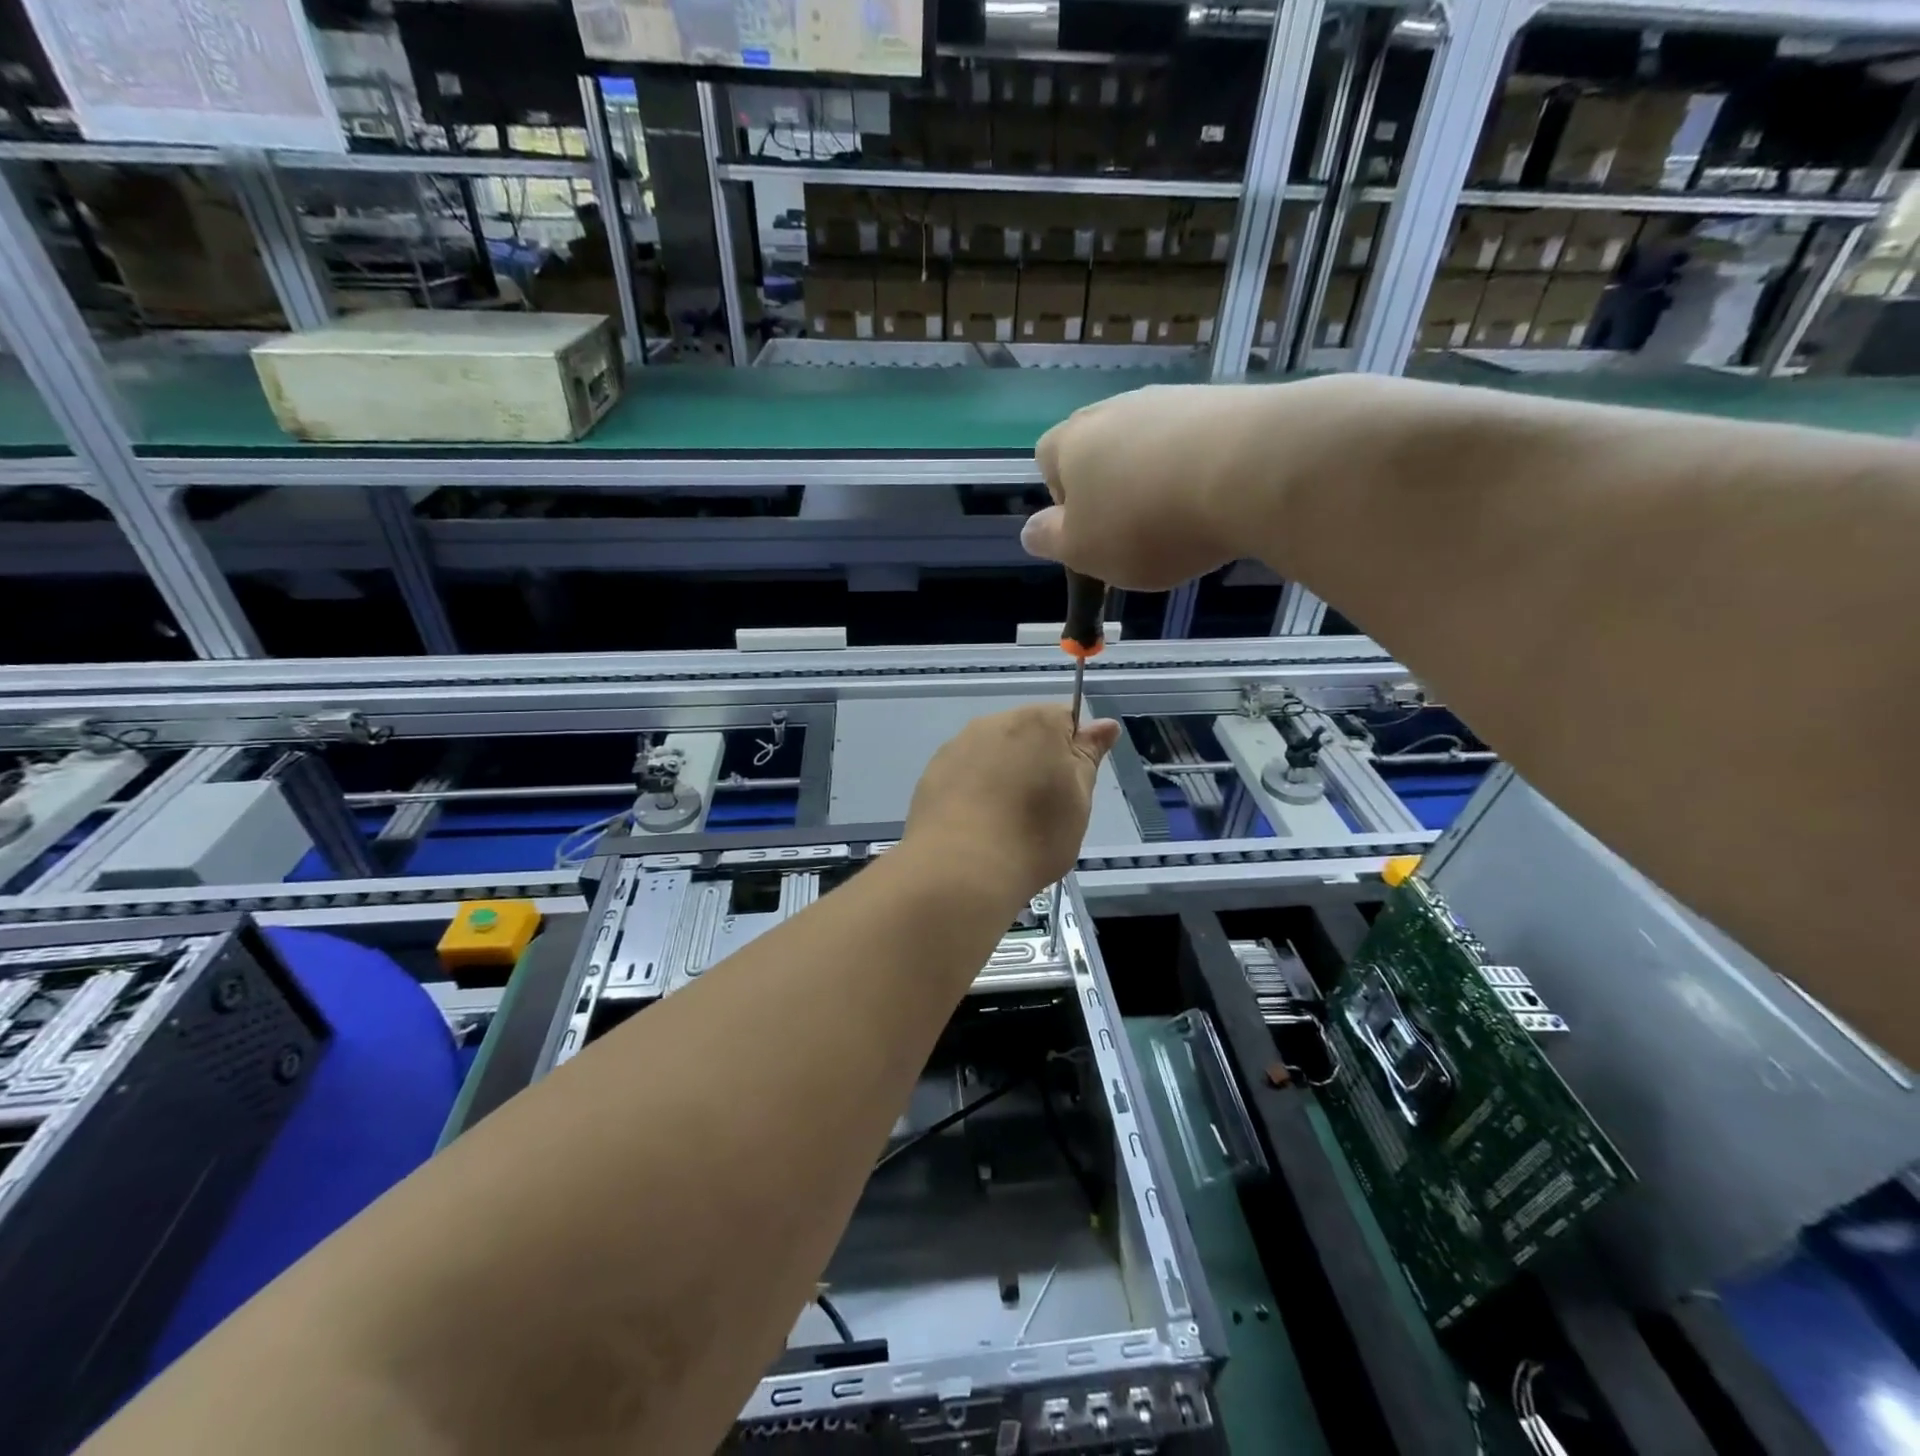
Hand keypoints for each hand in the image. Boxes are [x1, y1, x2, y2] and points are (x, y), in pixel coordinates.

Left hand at [904, 705, 1121, 904]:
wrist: (960, 869)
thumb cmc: (1035, 834)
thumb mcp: (1079, 799)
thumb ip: (1088, 756)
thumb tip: (1104, 725)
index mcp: (1037, 722)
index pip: (1066, 719)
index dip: (1073, 751)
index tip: (1071, 786)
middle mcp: (993, 723)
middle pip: (1026, 733)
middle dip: (1036, 762)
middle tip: (1042, 809)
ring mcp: (958, 747)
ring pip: (991, 753)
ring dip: (1002, 776)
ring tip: (1005, 822)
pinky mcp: (932, 774)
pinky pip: (964, 774)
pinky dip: (973, 791)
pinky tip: (977, 826)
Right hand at [1024, 382, 1286, 589]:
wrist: (1250, 470)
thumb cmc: (1147, 522)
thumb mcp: (1084, 551)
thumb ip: (1051, 541)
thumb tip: (1032, 532)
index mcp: (1070, 443)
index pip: (1047, 461)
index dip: (1063, 500)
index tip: (1090, 532)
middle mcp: (1114, 409)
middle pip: (1100, 450)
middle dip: (1112, 489)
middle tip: (1135, 532)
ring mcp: (1171, 400)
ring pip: (1149, 445)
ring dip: (1156, 479)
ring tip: (1183, 520)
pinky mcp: (1223, 402)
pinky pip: (1195, 442)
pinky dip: (1198, 470)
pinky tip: (1218, 500)